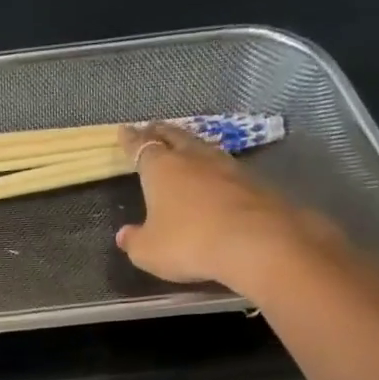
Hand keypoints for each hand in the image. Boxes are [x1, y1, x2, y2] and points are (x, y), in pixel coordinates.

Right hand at [114, 122, 341, 291]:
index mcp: (162, 169)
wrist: (254, 242)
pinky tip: (213, 175)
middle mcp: (193, 159)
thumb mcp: (148, 251)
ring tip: (183, 147)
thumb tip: (124, 234)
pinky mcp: (251, 181)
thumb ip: (134, 241)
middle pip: (175, 137)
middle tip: (152, 127)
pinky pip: (224, 167)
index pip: (142, 148)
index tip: (124, 130)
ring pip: (202, 148)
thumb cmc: (188, 243)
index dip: (131, 140)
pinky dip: (213, 168)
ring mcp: (226, 166)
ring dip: (190, 145)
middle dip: (161, 132)